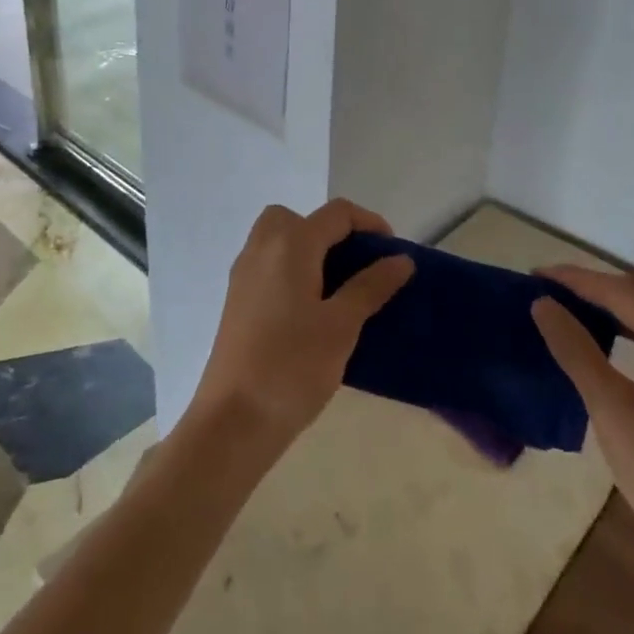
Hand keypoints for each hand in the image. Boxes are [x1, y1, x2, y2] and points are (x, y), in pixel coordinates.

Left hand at [187, 199, 414, 450]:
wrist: (234, 419)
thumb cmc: (293, 366)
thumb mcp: (342, 325)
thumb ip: (371, 286)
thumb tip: (400, 260)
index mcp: (291, 244)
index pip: (336, 213)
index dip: (369, 223)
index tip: (392, 252)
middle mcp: (262, 247)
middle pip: (299, 217)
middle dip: (331, 231)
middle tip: (355, 265)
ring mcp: (244, 273)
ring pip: (278, 238)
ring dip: (309, 249)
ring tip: (335, 288)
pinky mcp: (236, 298)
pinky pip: (267, 263)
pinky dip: (291, 268)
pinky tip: (309, 310)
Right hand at [532, 266, 633, 570]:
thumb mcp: (610, 409)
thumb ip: (576, 350)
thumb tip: (543, 304)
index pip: (626, 292)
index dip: (579, 280)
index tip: (538, 275)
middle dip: (611, 282)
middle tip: (567, 291)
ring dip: (629, 299)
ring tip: (587, 307)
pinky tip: (617, 340)